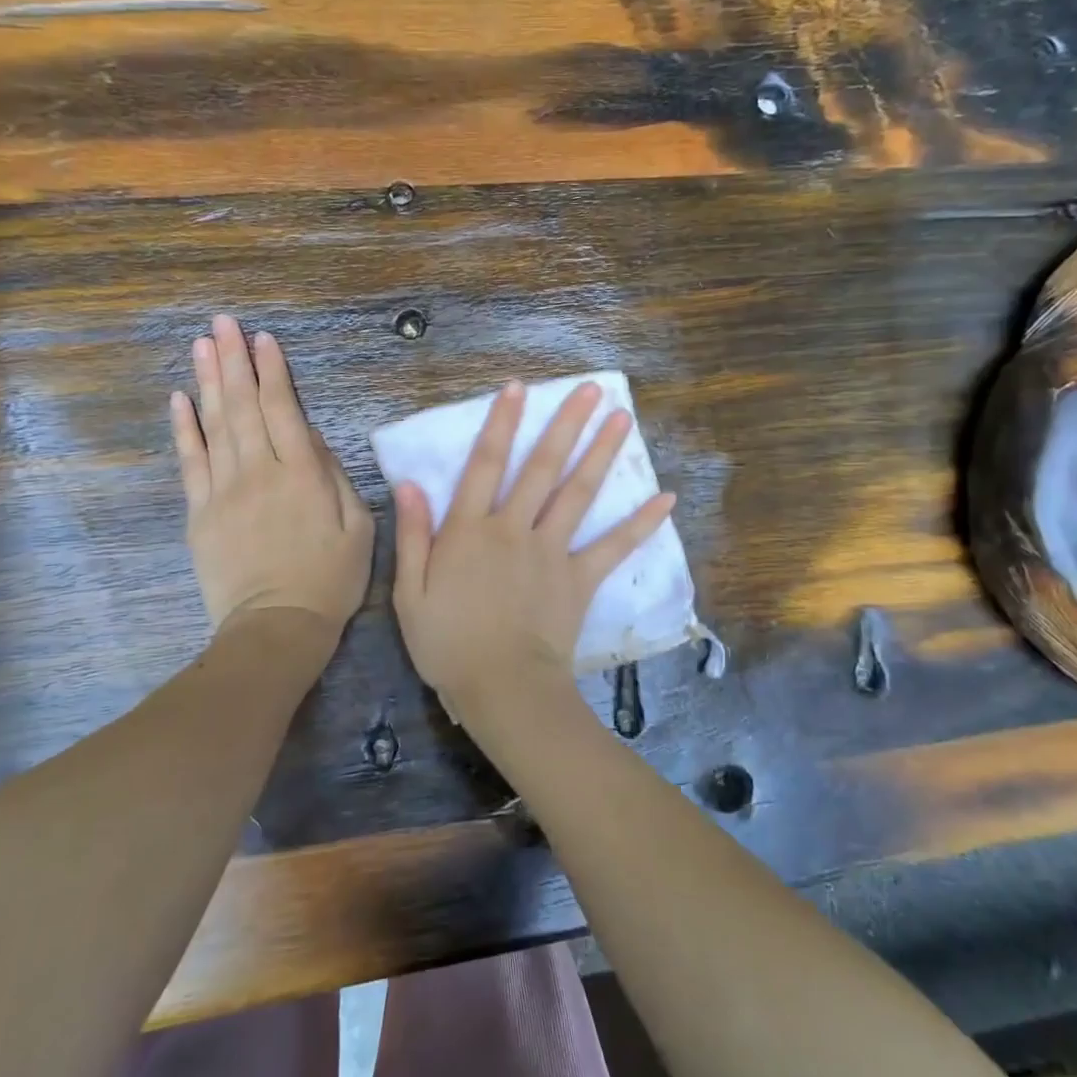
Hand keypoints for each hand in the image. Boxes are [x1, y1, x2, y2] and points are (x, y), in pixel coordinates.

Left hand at [171, 316, 372, 640]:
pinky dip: (185, 428)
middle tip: (223, 322)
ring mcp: (224, 491)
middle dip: (234, 360)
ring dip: (208, 381)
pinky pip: (190, 462)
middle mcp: (259, 472)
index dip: (273, 372)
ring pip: (215, 425)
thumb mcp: (357, 528)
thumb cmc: (330, 579)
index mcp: (301, 474)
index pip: (283, 410)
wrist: (276, 627)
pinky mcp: (200, 513)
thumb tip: (309, 437)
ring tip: (201, 344)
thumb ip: (334, 476)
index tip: (263, 339)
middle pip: (244, 406)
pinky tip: (180, 399)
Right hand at [391, 379, 675, 724]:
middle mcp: (514, 529)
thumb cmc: (447, 644)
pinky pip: (613, 547)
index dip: (500, 423)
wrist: (502, 689)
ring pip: (578, 493)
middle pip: (542, 468)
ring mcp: (551, 551)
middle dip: (565, 424)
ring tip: (622, 418)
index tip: (518, 388)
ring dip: (601, 453)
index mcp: (470, 531)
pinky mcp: (579, 578)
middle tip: (590, 389)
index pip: (485, 465)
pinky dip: (639, 523)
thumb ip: (412, 535)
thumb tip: (410, 484)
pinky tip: (666, 498)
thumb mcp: (410, 592)